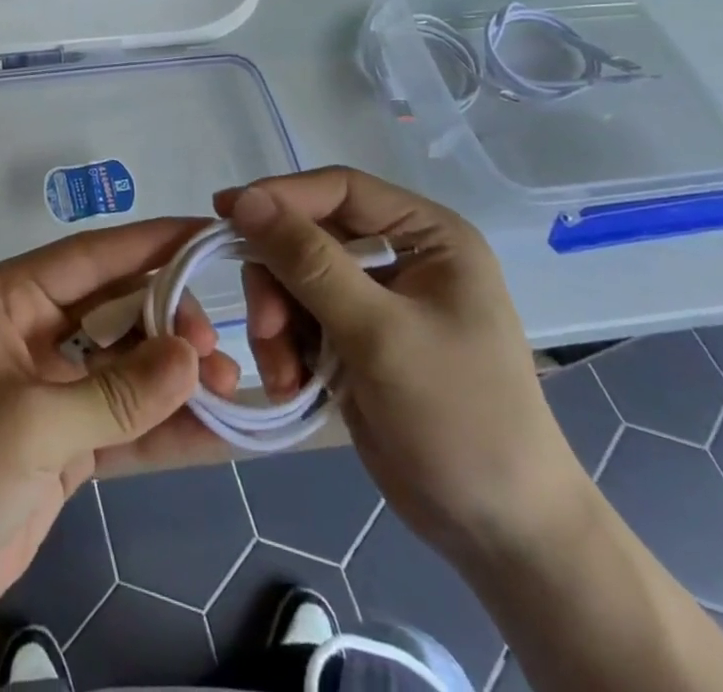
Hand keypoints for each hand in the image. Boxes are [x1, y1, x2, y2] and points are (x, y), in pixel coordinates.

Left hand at [0, 218, 238, 637]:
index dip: (153, 243)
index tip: (209, 236)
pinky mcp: (67, 441)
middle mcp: (36, 332)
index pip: (93, 257)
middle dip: (170, 320)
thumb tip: (193, 357)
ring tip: (233, 384)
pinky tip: (218, 430)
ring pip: (128, 366)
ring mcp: (54, 388)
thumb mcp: (29, 424)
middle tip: (218, 344)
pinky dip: (167, 427)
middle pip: (117, 308)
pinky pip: (127, 422)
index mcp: (12, 300)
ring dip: (177, 375)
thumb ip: (116, 393)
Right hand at [218, 168, 585, 560]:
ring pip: (293, 279)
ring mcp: (376, 299)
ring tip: (284, 374)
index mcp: (426, 235)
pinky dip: (286, 348)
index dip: (279, 196)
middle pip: (307, 236)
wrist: (499, 534)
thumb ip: (309, 262)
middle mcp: (400, 255)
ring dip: (276, 323)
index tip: (223, 212)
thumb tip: (243, 199)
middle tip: (267, 331)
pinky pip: (298, 319)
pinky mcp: (355, 338)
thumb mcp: (379, 335)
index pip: (338, 189)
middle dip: (278, 283)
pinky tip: (294, 386)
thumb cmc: (459, 419)